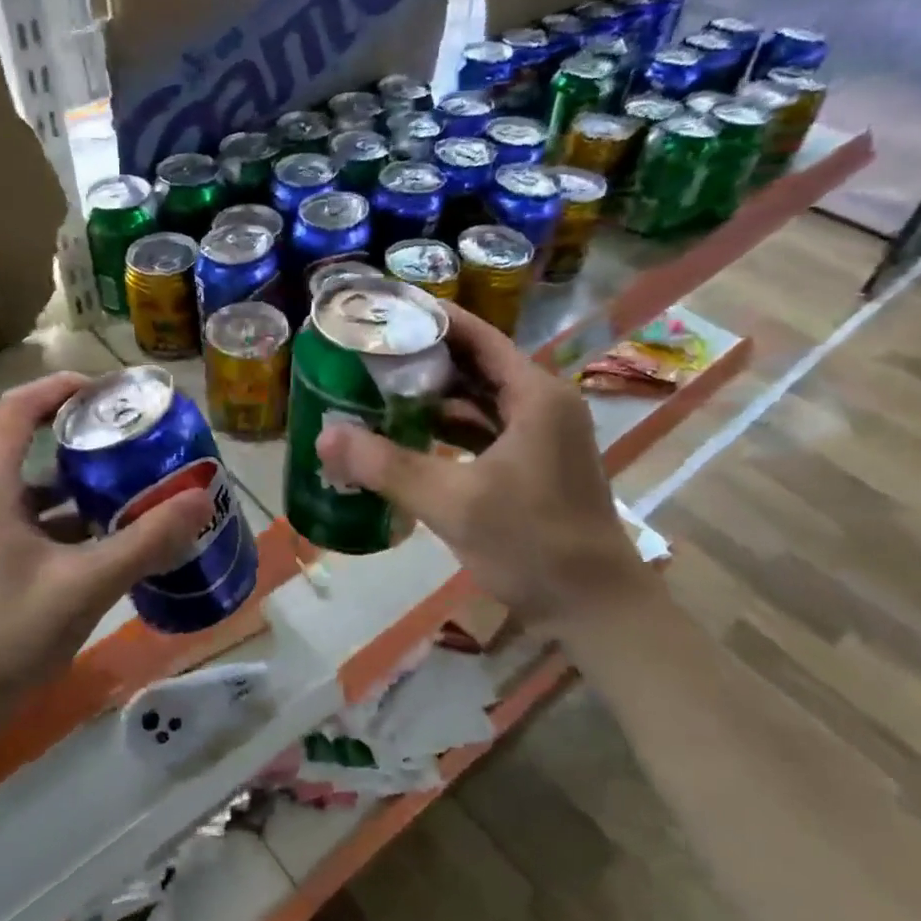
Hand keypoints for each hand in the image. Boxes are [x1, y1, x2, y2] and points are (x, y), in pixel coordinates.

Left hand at [0, 373, 212, 710]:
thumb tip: (201, 499)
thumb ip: (145, 540)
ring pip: (36, 481)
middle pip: (30, 437)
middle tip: (138, 432)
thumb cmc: (6, 636)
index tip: (114, 390)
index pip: (19, 406)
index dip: (64, 387)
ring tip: (136, 475)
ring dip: (83, 476)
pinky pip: (36, 515)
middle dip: (85, 431)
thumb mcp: (85, 585)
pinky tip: (114, 530)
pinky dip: (73, 513)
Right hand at [315, 304, 642, 625]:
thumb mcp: (453, 502)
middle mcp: (543, 405)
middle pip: (477, 366)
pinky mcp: (535, 466)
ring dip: (436, 398)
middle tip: (370, 352)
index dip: (432, 319)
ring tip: (380, 390)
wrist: (596, 610)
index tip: (385, 310)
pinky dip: (452, 431)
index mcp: (534, 395)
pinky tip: (412, 437)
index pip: (477, 337)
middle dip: (425, 359)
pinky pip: (487, 432)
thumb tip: (324, 436)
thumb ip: (387, 466)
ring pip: (481, 402)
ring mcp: (542, 437)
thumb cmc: (532, 543)